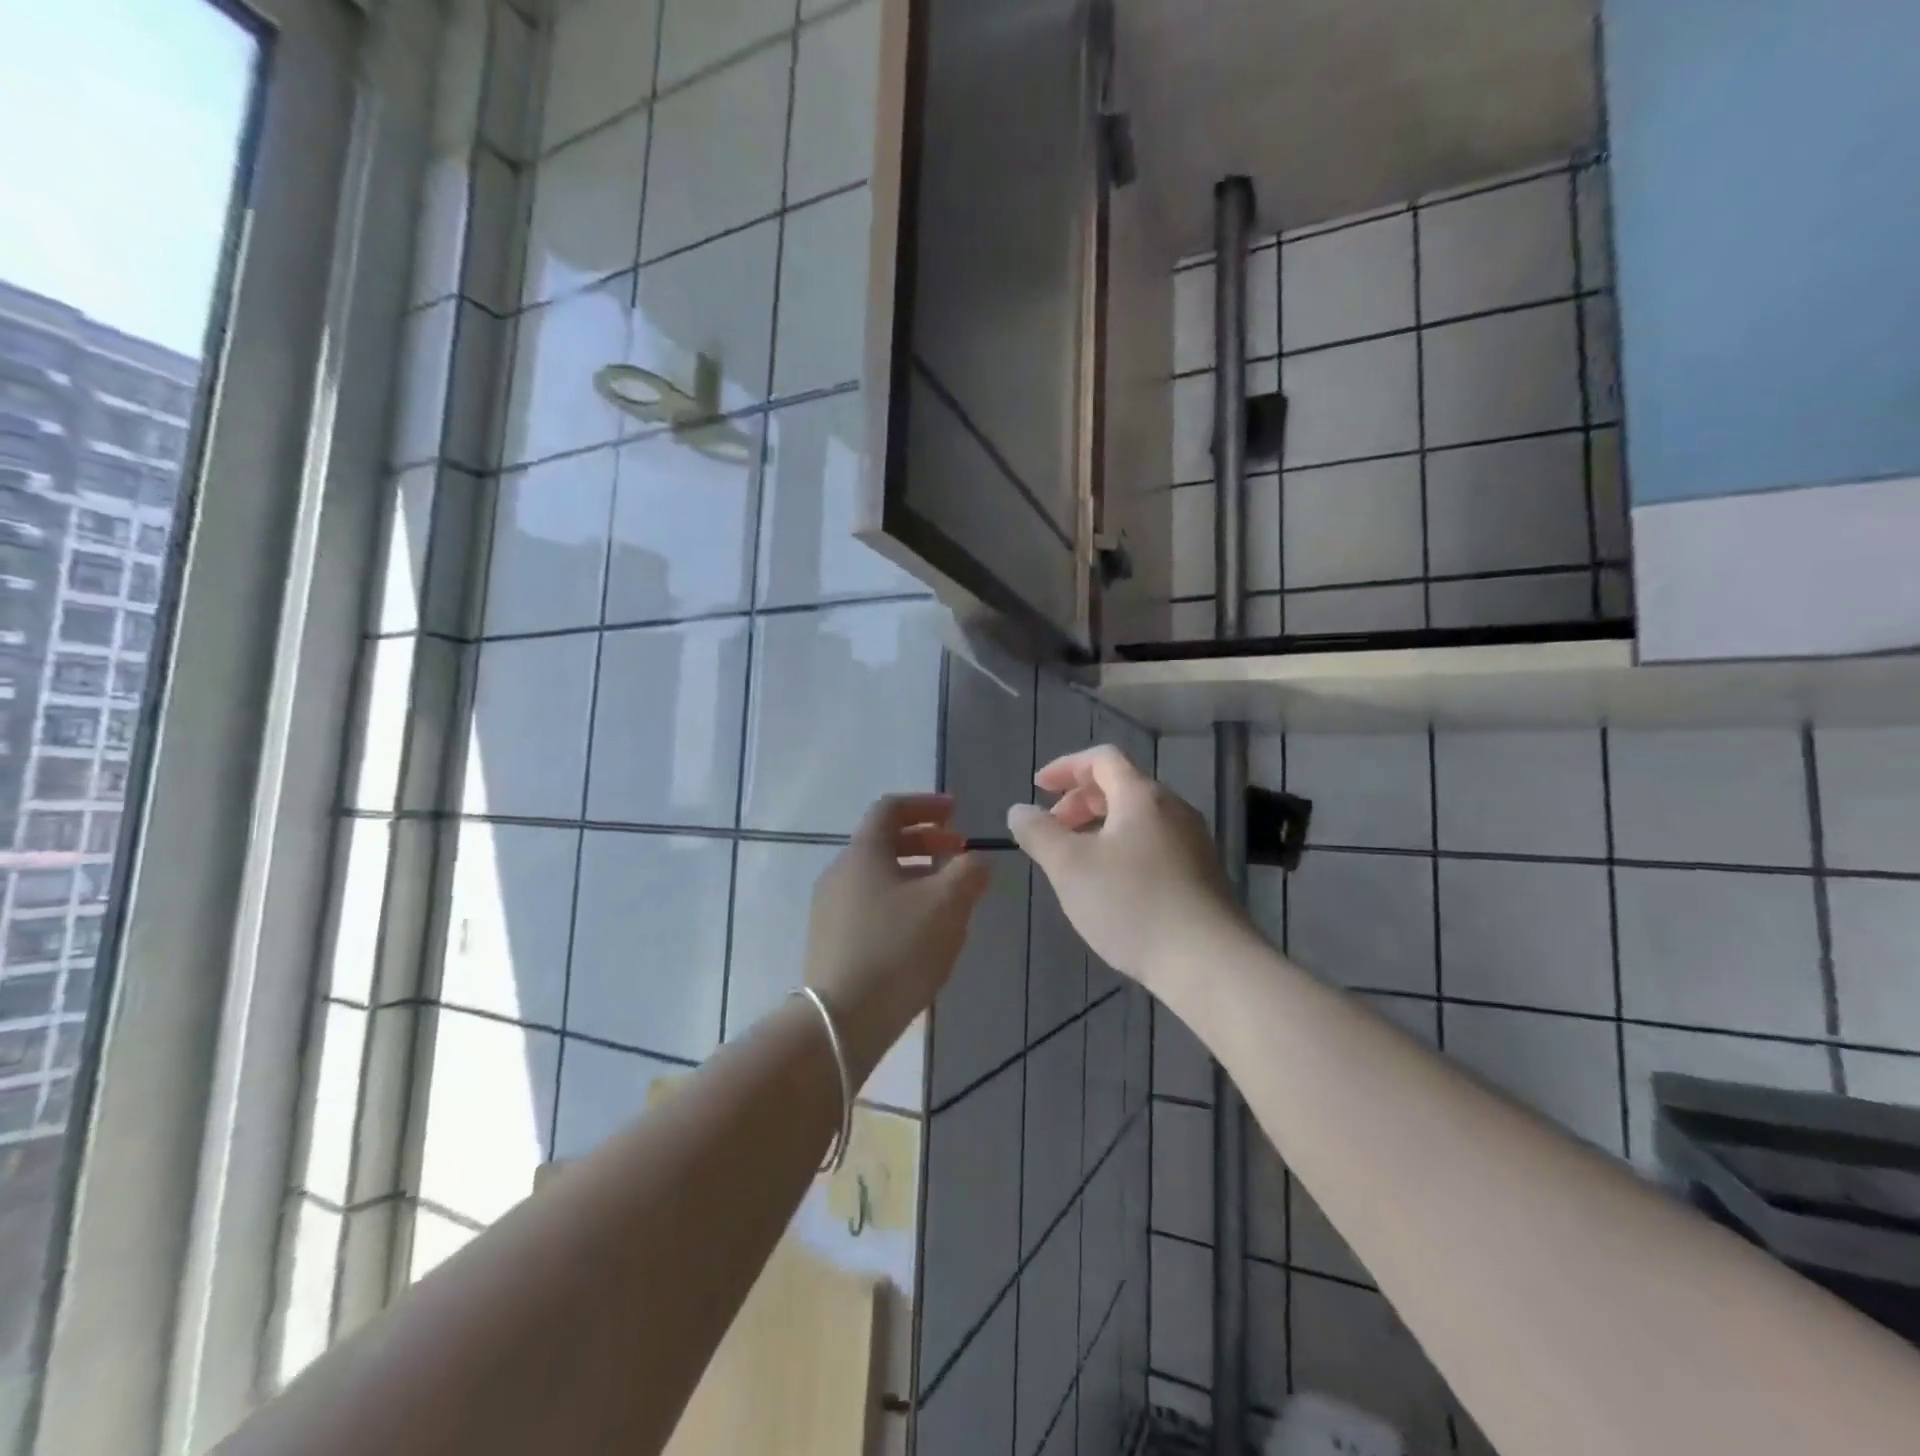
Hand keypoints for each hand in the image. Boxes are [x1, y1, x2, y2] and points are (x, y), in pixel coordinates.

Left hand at [804, 793, 990, 1080]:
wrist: (841, 1021)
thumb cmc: (897, 950)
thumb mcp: (946, 905)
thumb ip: (968, 873)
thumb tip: (977, 860)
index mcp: (863, 854)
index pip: (890, 809)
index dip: (925, 805)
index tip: (956, 812)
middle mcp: (840, 874)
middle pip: (884, 842)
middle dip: (926, 841)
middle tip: (959, 851)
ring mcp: (831, 909)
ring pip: (879, 876)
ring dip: (916, 874)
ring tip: (948, 894)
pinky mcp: (832, 941)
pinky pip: (870, 905)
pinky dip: (901, 901)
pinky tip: (923, 930)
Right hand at [1007, 745, 1251, 997]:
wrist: (1209, 962)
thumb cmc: (1132, 904)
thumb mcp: (1069, 867)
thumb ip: (1038, 833)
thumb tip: (1019, 810)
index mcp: (1142, 796)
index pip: (1102, 759)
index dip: (1066, 767)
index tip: (1038, 788)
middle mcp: (1173, 809)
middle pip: (1121, 787)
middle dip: (1079, 801)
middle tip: (1053, 830)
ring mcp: (1192, 842)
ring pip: (1137, 819)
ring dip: (1100, 828)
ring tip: (1076, 861)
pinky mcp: (1201, 874)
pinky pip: (1153, 844)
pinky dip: (1122, 849)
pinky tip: (1111, 887)